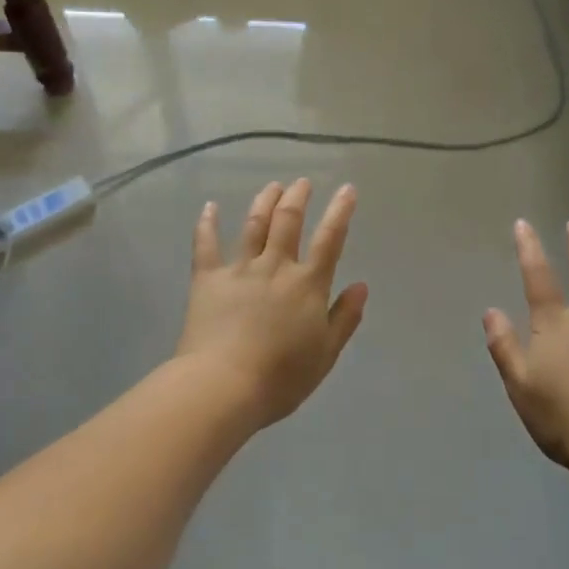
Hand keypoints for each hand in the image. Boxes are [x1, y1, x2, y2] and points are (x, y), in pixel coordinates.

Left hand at [177, 179, 368, 428]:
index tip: (347, 189)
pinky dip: (207, 223)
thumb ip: (345, 318)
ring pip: (254, 225)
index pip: (330, 239)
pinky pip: (206, 245)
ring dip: (265, 201)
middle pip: (288, 221)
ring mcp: (239, 270)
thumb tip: (361, 285)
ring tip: (273, 186)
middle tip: (303, 183)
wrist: (223, 386)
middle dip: (298, 197)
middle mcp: (275, 267)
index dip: (341, 211)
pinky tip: (210, 206)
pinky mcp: (207, 279)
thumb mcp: (325, 354)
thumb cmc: (281, 378)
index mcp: (307, 285)